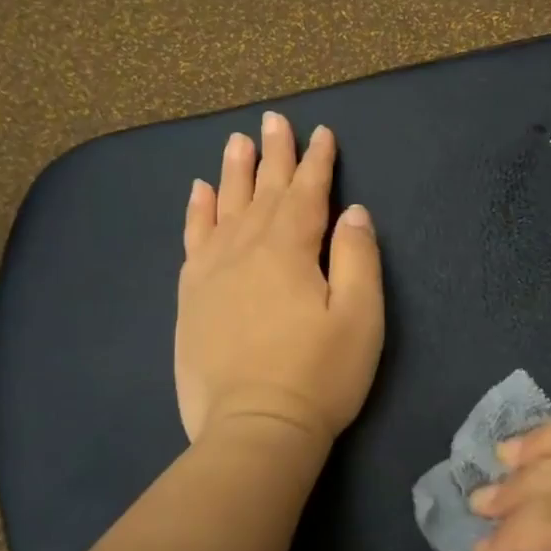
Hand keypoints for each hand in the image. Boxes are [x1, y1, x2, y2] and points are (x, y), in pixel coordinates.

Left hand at [174, 112, 384, 453]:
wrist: (254, 430)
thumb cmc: (319, 375)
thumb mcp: (360, 317)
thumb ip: (358, 257)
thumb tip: (352, 213)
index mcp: (289, 250)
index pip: (306, 193)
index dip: (316, 161)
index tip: (321, 132)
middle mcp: (245, 249)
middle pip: (261, 191)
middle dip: (273, 154)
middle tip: (274, 120)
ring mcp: (211, 273)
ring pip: (224, 207)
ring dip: (233, 172)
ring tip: (237, 141)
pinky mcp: (191, 299)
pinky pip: (192, 240)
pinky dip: (196, 212)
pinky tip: (197, 193)